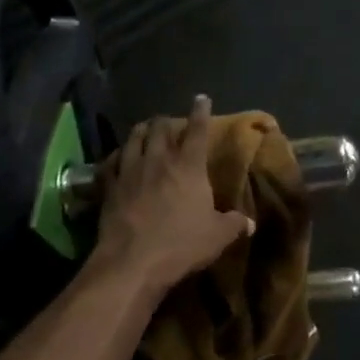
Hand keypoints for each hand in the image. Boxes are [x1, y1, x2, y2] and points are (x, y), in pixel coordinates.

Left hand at [92, 95, 254, 293]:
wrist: (132, 261)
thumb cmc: (181, 245)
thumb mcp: (217, 237)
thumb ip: (234, 224)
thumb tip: (250, 222)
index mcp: (188, 167)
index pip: (197, 131)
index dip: (200, 112)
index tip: (201, 98)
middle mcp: (158, 161)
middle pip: (160, 129)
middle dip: (166, 121)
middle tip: (169, 122)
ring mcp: (130, 171)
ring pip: (133, 139)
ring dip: (141, 131)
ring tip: (144, 129)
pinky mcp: (109, 187)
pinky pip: (110, 163)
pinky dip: (116, 156)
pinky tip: (117, 158)